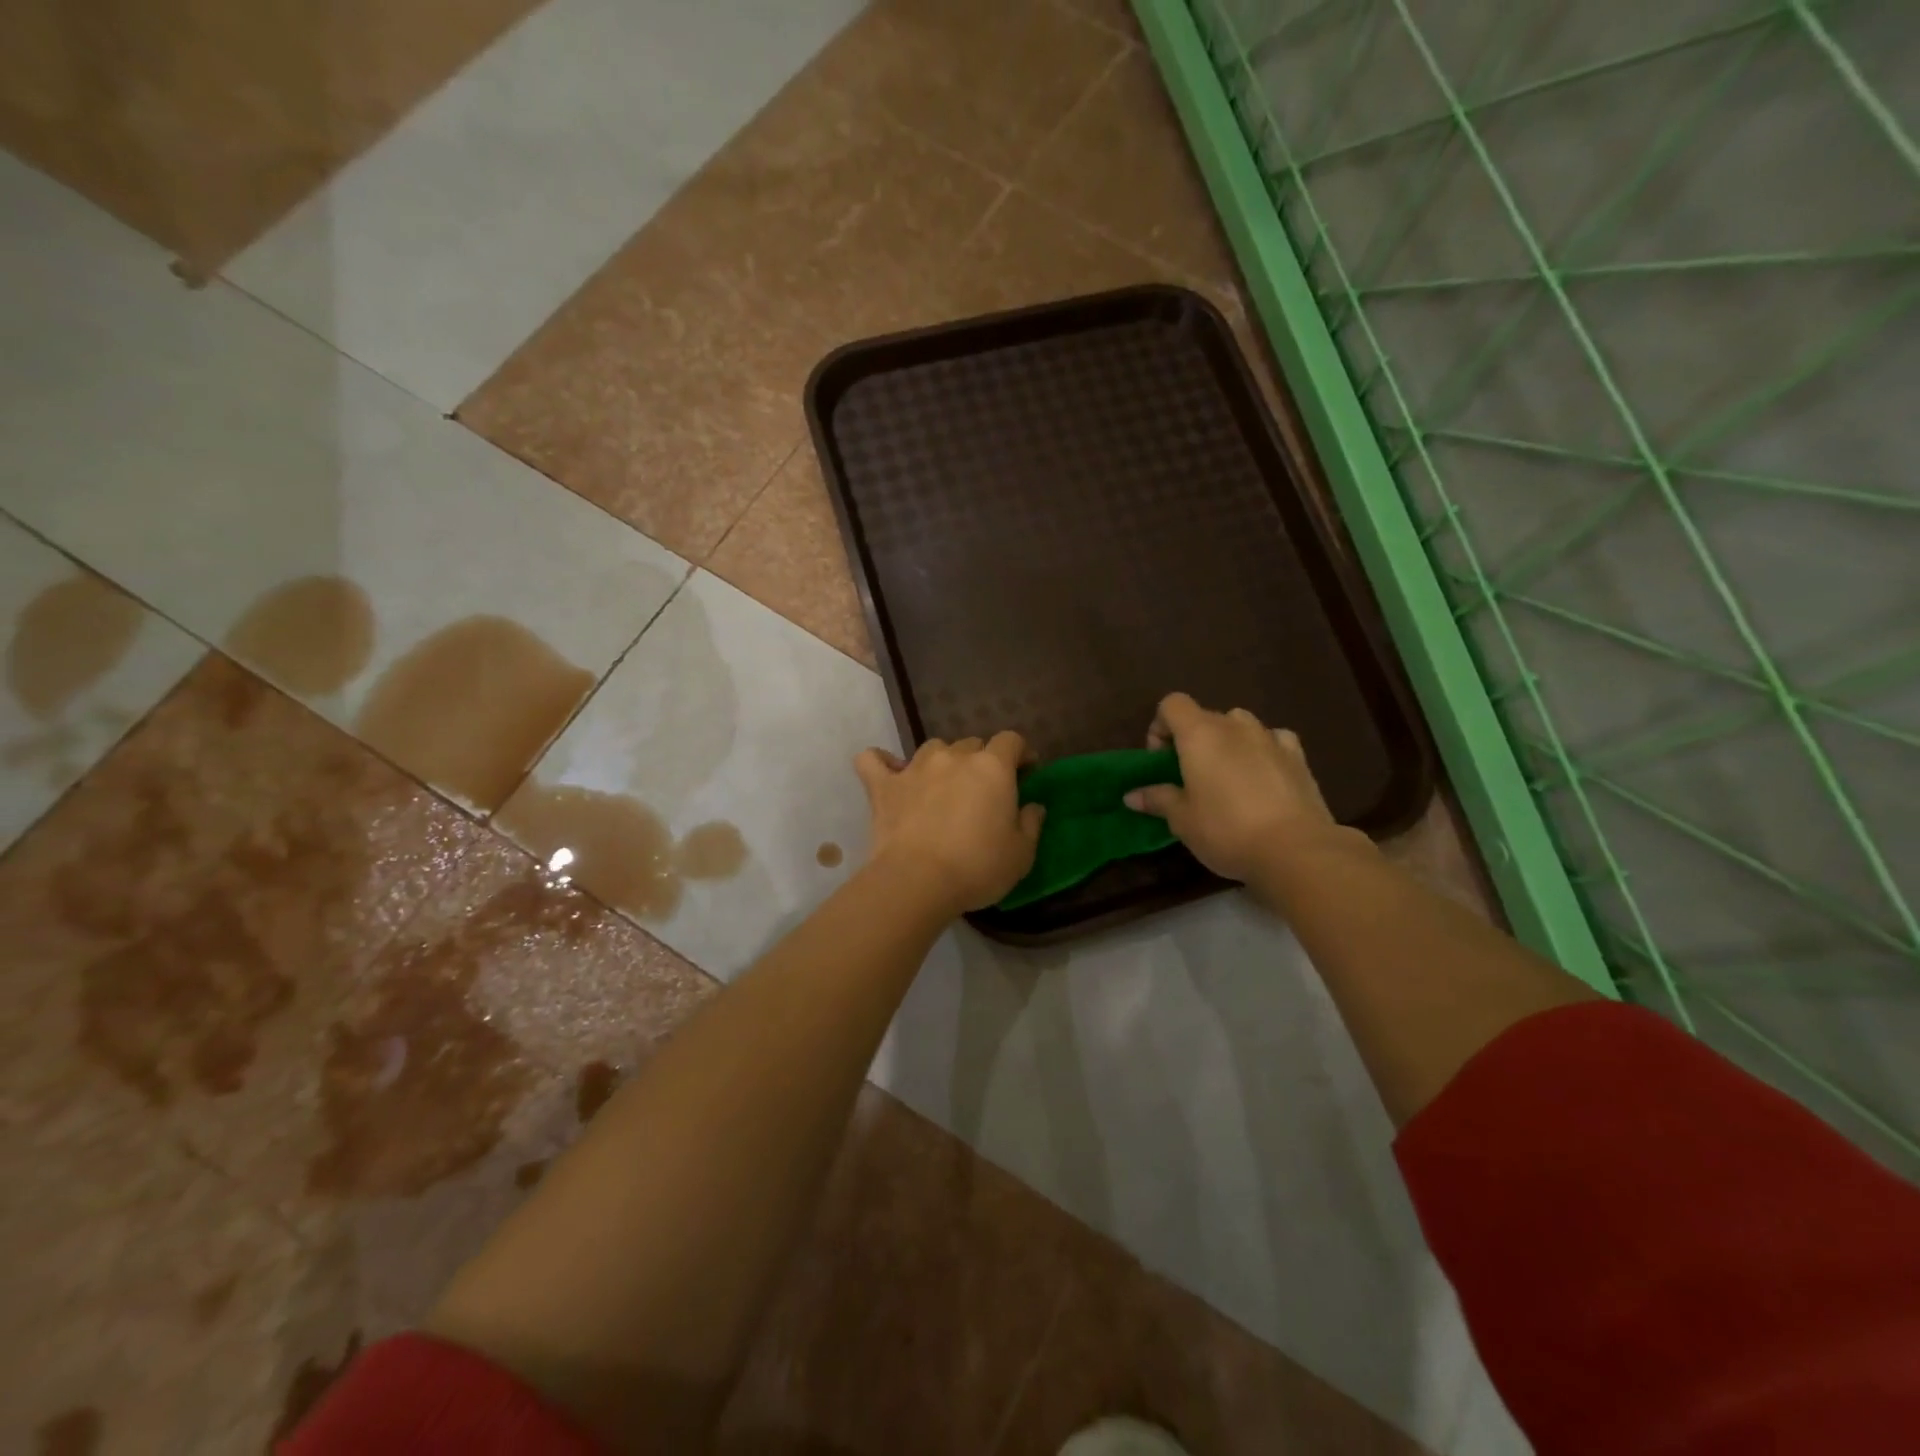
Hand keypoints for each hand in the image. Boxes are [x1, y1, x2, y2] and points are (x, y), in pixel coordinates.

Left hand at [854, 733, 1045, 914]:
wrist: (917, 881)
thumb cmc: (977, 867)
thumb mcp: (1021, 853)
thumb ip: (1031, 823)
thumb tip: (1033, 806)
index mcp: (992, 767)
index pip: (1011, 740)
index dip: (1021, 753)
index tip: (1025, 773)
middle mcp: (954, 757)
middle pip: (972, 744)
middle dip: (982, 761)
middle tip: (983, 791)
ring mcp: (915, 767)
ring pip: (933, 748)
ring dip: (942, 762)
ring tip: (942, 786)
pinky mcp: (883, 785)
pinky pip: (874, 760)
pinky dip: (882, 763)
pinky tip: (889, 773)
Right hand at [1124, 692, 1348, 884]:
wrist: (1296, 850)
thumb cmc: (1226, 830)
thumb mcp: (1182, 820)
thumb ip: (1158, 799)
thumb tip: (1132, 795)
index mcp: (1200, 734)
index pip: (1172, 704)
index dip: (1161, 727)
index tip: (1162, 761)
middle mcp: (1235, 725)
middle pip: (1205, 716)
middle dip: (1192, 740)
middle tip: (1189, 777)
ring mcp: (1270, 737)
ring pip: (1240, 725)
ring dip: (1228, 742)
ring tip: (1227, 778)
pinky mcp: (1298, 756)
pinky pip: (1273, 740)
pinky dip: (1263, 750)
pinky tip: (1263, 777)